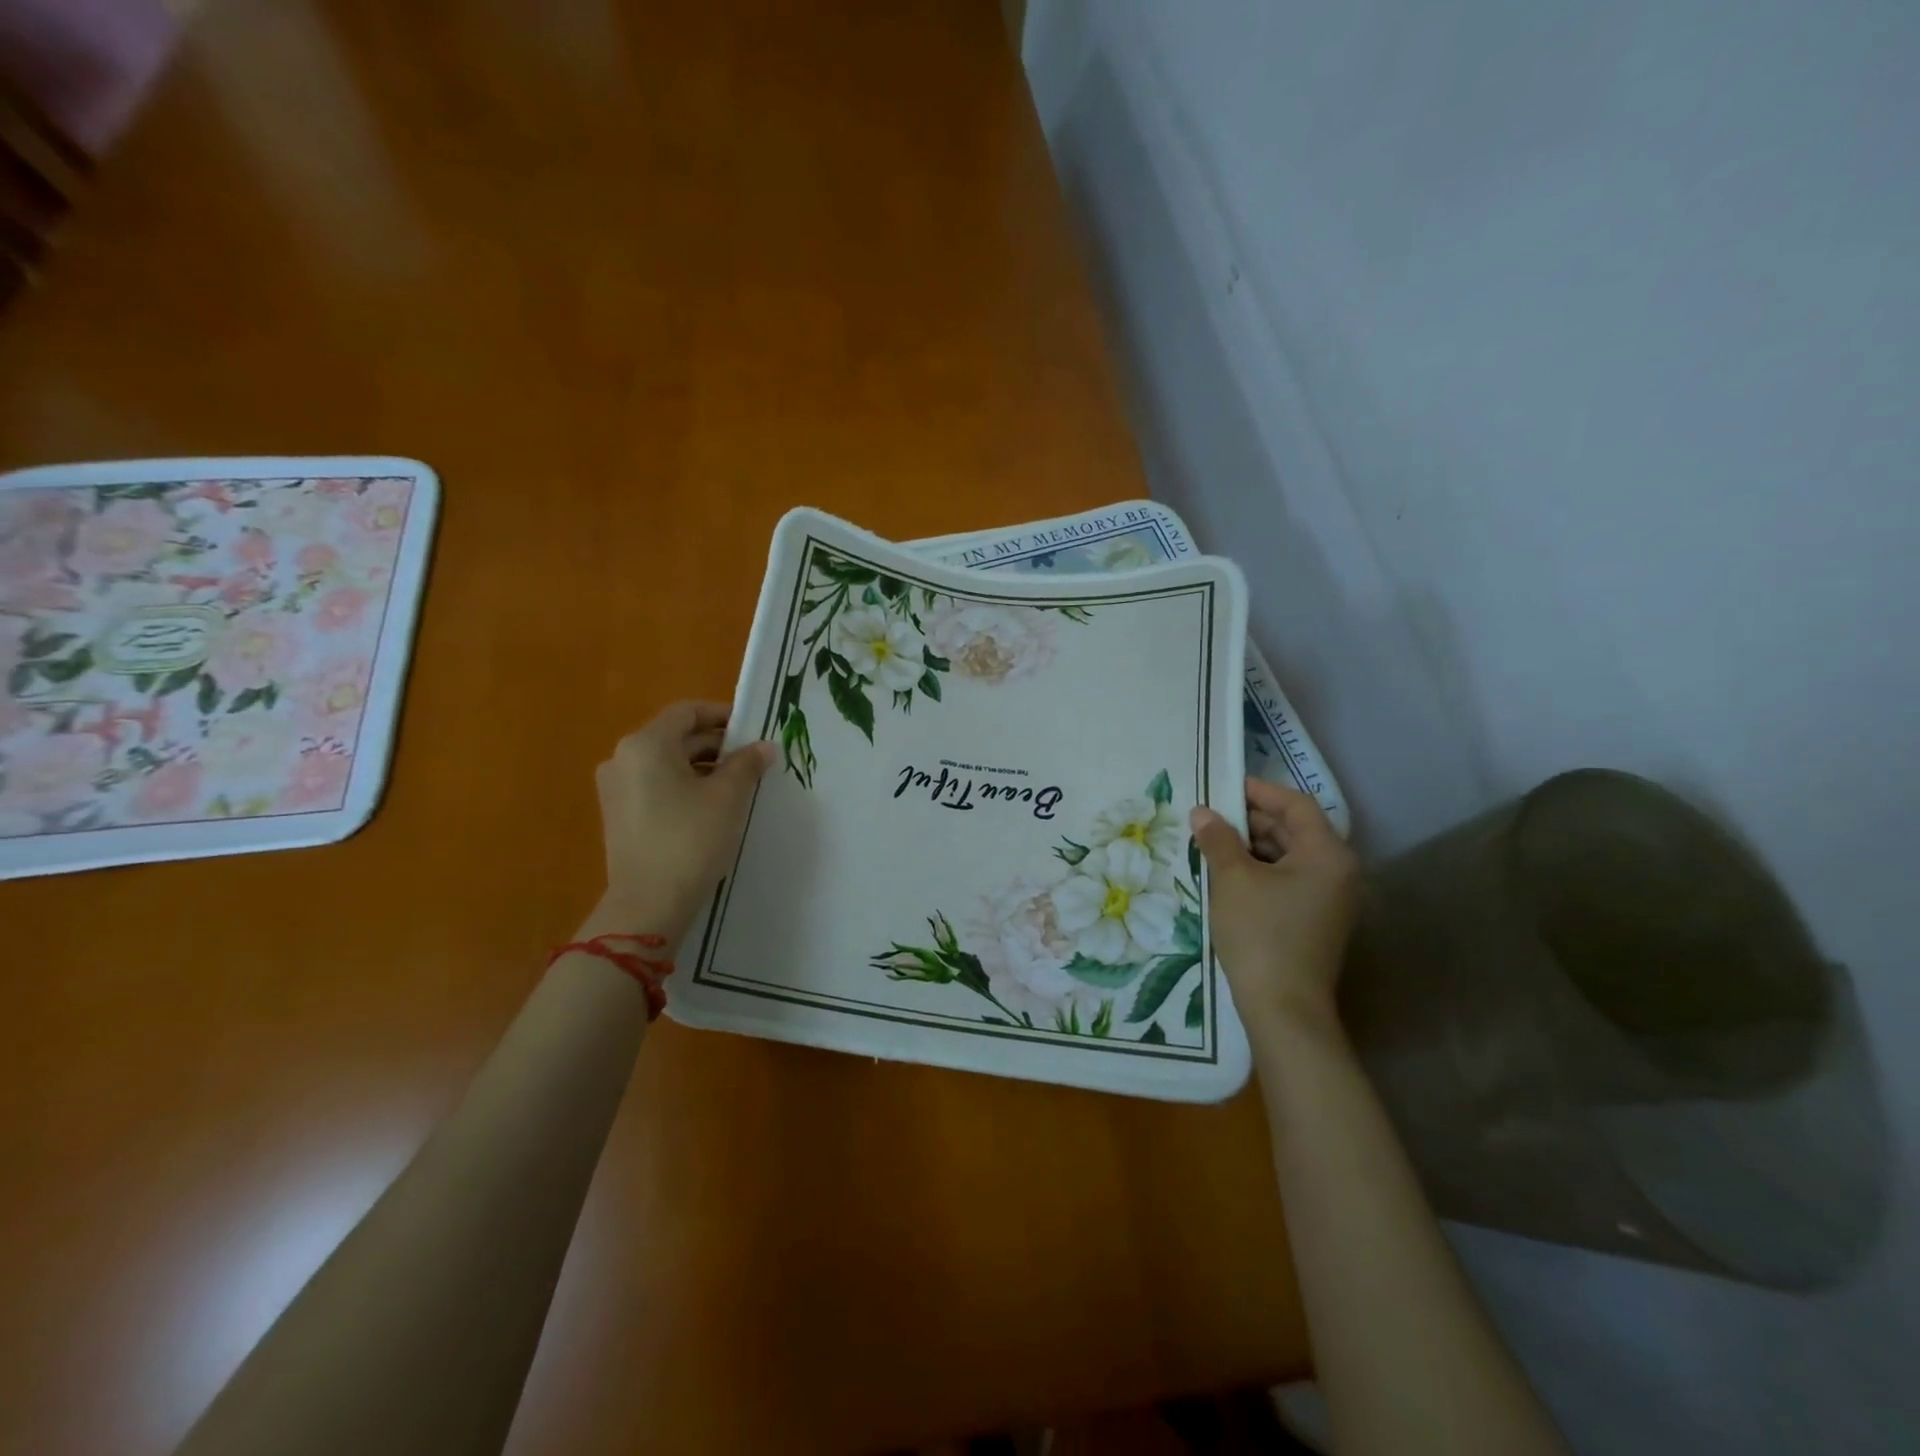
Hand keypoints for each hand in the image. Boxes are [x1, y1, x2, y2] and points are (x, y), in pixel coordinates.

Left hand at [590, 701, 774, 941]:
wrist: (648, 904)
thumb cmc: (690, 840)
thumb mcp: (727, 797)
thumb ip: (747, 764)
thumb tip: (764, 746)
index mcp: (645, 745)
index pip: (687, 712)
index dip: (722, 715)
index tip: (752, 728)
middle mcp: (623, 759)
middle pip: (676, 737)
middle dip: (716, 744)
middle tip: (753, 758)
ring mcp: (616, 788)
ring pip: (667, 763)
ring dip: (703, 766)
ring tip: (739, 784)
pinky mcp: (619, 815)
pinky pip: (656, 786)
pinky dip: (685, 786)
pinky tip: (712, 806)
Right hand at [1190, 780, 1361, 1038]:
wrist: (1283, 1009)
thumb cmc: (1261, 933)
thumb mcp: (1233, 879)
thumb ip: (1218, 839)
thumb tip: (1202, 812)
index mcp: (1328, 854)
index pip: (1295, 805)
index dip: (1258, 791)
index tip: (1221, 786)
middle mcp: (1338, 871)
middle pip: (1294, 829)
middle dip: (1250, 820)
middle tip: (1208, 816)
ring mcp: (1329, 899)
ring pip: (1288, 856)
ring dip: (1250, 846)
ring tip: (1210, 843)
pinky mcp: (1315, 920)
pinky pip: (1287, 880)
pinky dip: (1258, 871)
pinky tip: (1225, 874)